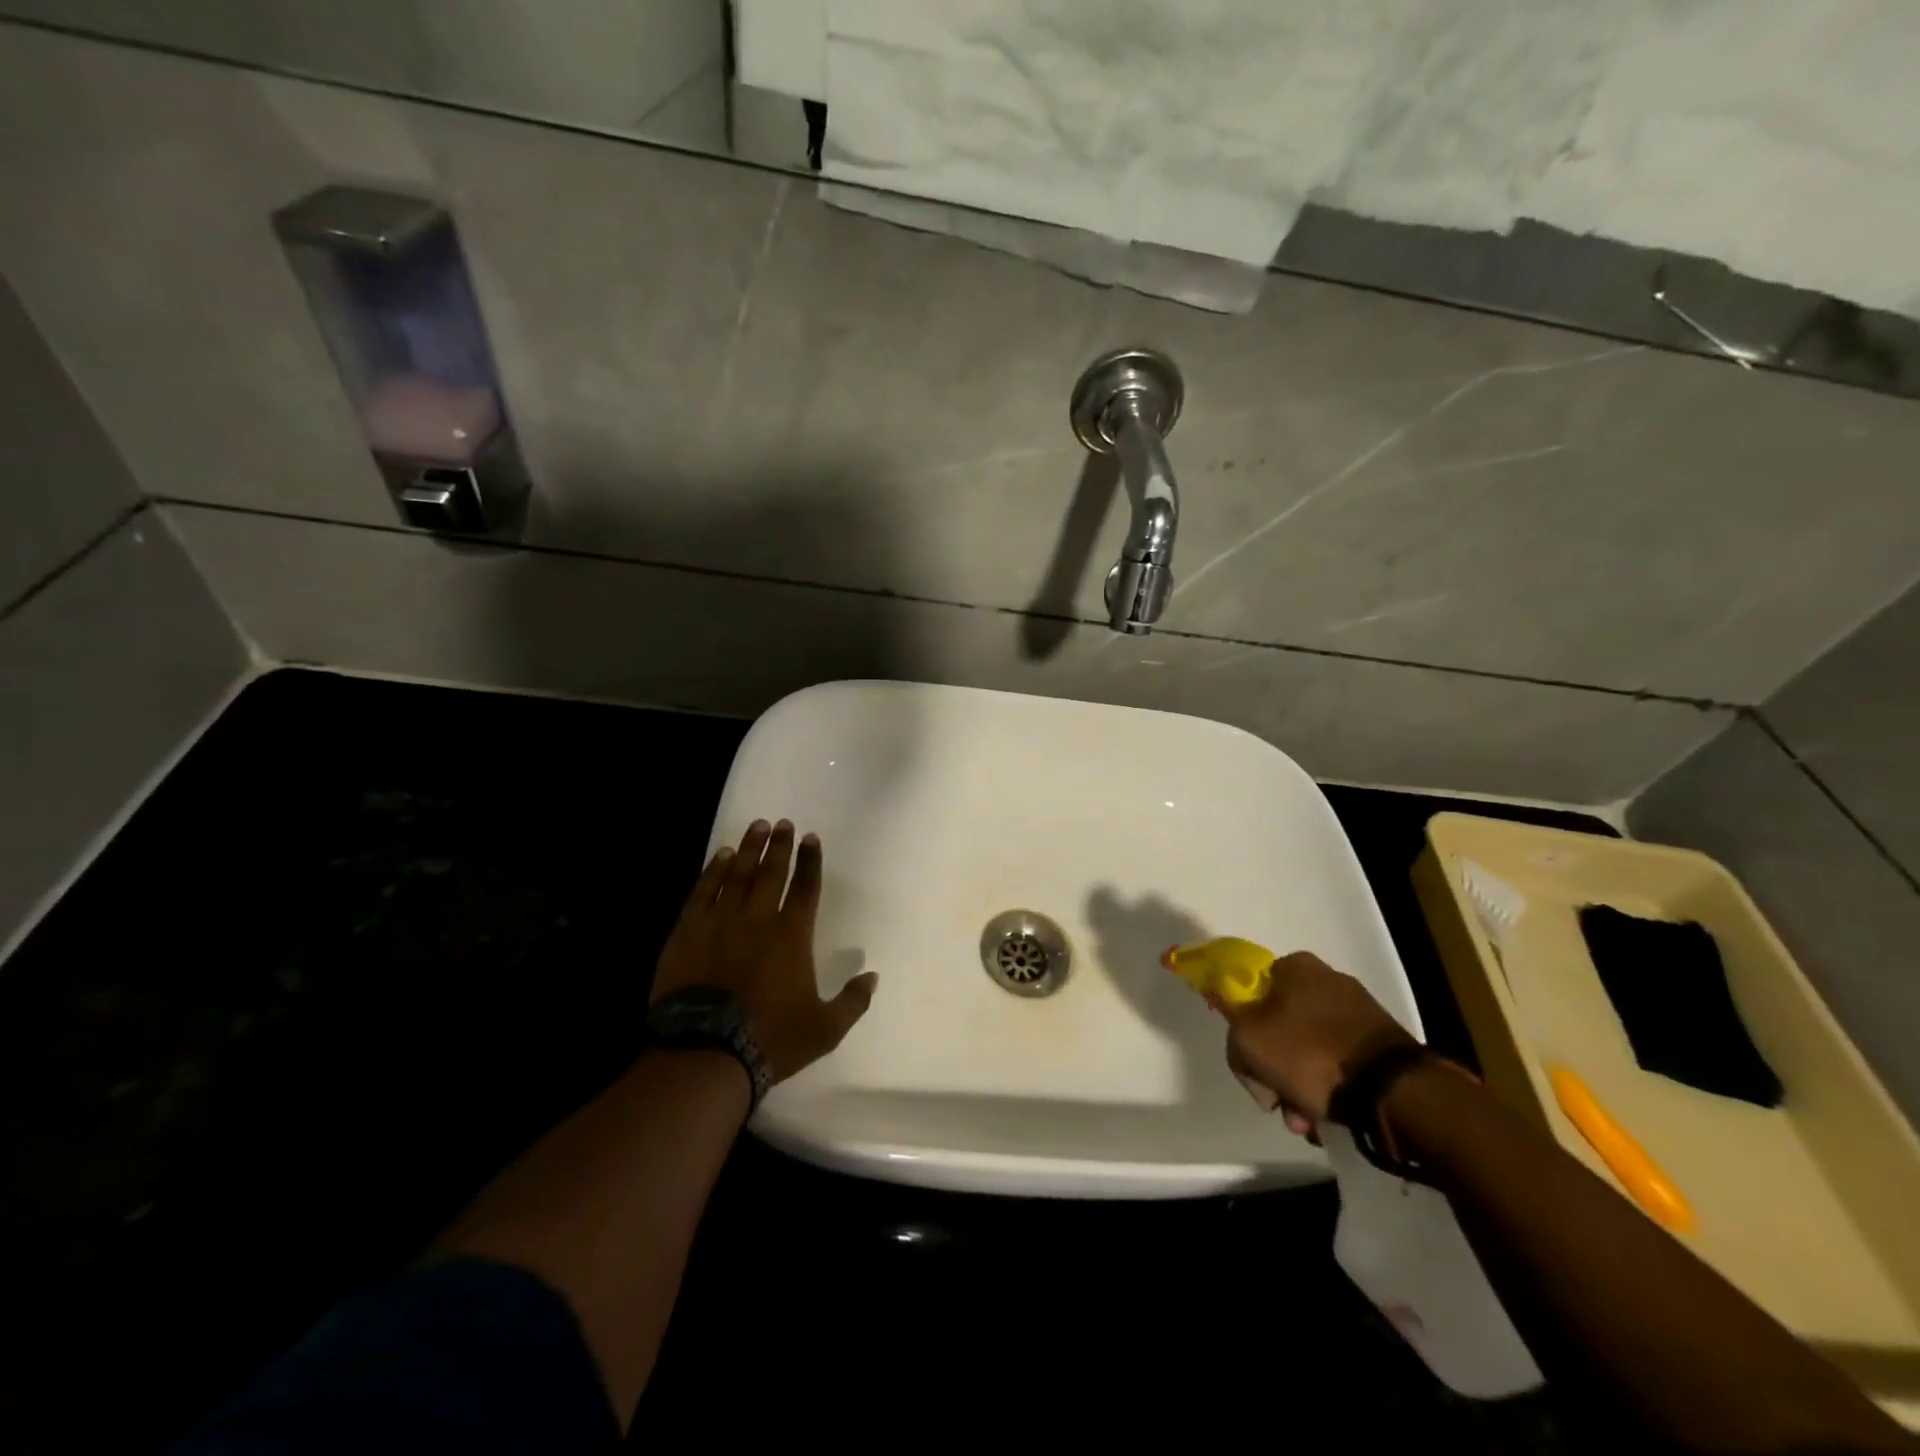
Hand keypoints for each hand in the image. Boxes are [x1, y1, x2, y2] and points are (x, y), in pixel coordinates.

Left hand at [652, 819, 876, 1083]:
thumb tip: (873, 977)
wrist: (705, 1052)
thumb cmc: (770, 1038)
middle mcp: (758, 919)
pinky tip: (722, 856)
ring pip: (738, 875)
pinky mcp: (689, 932)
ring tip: (757, 826)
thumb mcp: (824, 1029)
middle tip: (784, 823)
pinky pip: (703, 892)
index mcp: (792, 936)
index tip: (811, 838)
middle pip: (772, 872)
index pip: (806, 888)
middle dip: (780, 846)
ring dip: (750, 848)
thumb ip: (852, 1002)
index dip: (811, 862)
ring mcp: (720, 922)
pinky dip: (714, 871)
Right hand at [1225, 952, 1414, 1134]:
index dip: (1242, 1031)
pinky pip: (1339, 1061)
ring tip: (1306, 1123)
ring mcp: (1358, 1011)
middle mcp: (1327, 979)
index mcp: (1294, 966)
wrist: (1394, 1092)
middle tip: (1276, 1103)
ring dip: (1298, 1085)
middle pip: (1278, 1025)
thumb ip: (1233, 1026)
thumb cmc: (1310, 1054)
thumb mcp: (1249, 1040)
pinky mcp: (1381, 1042)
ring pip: (1307, 1048)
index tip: (1249, 1065)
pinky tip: (1328, 1117)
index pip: (1250, 992)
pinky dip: (1328, 1087)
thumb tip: (1238, 1022)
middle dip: (1273, 1070)